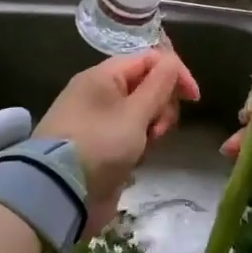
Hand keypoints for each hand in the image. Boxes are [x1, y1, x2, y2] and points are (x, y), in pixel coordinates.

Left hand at [37, 49, 198, 236]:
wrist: (57, 193)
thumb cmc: (100, 145)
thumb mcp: (135, 113)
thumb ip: (160, 85)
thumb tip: (172, 61)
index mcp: (103, 75)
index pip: (149, 59)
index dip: (175, 73)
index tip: (194, 98)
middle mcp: (98, 91)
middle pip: (146, 84)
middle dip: (162, 104)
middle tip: (160, 129)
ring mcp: (97, 118)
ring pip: (140, 110)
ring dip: (152, 124)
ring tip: (148, 145)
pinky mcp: (99, 143)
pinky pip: (128, 131)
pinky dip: (138, 140)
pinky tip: (138, 157)